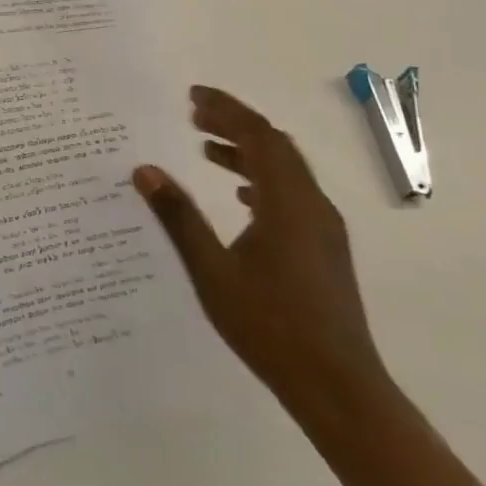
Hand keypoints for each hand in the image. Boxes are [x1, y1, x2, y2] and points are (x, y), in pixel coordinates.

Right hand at [134, 85, 387, 411]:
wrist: (340, 389)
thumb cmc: (271, 326)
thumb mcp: (212, 271)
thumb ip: (178, 216)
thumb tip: (144, 170)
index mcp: (287, 201)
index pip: (257, 135)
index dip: (225, 109)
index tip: (192, 96)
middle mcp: (312, 204)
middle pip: (275, 145)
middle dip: (235, 124)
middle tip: (194, 115)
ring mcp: (324, 227)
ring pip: (286, 170)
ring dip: (248, 151)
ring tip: (207, 150)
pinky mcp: (326, 248)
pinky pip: (293, 193)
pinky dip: (263, 179)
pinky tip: (241, 197)